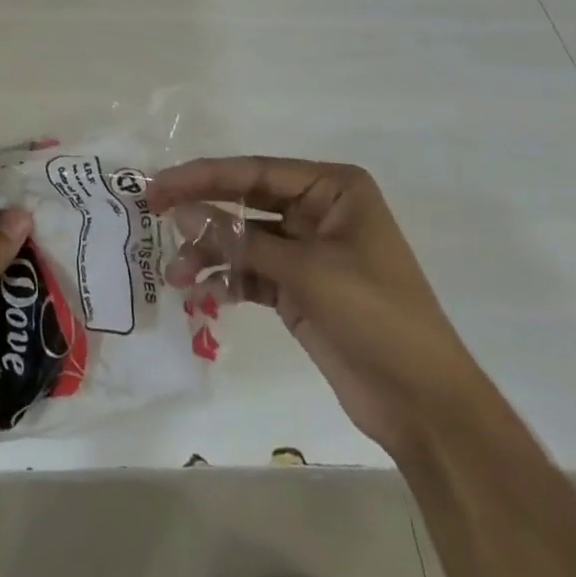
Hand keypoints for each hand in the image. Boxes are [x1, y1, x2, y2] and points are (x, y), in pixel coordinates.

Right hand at [149, 157, 481, 456]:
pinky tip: (200, 293)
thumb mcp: (306, 272)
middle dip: (201, 210)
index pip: (256, 172)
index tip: (159, 184)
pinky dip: (226, 280)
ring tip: (175, 275)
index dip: (204, 176)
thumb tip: (179, 212)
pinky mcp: (299, 289)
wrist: (423, 404)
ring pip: (244, 240)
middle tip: (151, 213)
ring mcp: (307, 252)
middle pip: (245, 201)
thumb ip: (239, 241)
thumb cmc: (375, 315)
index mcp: (332, 189)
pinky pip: (251, 273)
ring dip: (209, 254)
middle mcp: (318, 211)